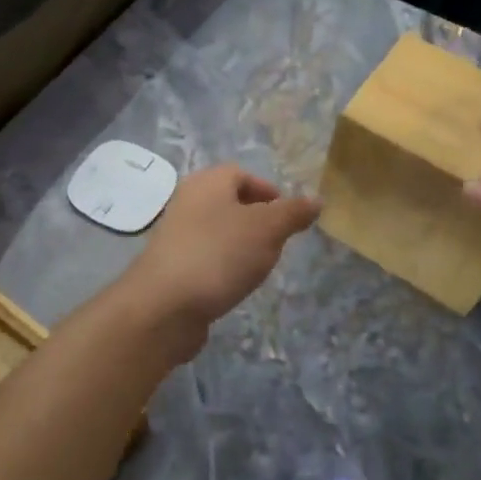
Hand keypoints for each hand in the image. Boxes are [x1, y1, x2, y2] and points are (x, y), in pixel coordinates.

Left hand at [123, 165, 319, 326]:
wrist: (164, 305)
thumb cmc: (219, 255)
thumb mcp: (267, 229)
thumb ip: (292, 213)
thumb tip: (316, 199)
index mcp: (207, 182)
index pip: (241, 174)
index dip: (268, 191)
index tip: (288, 216)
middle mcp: (187, 202)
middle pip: (228, 202)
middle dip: (257, 220)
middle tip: (278, 242)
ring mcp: (176, 235)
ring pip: (217, 231)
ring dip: (240, 245)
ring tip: (258, 266)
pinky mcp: (171, 266)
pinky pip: (205, 257)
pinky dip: (222, 265)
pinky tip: (233, 284)